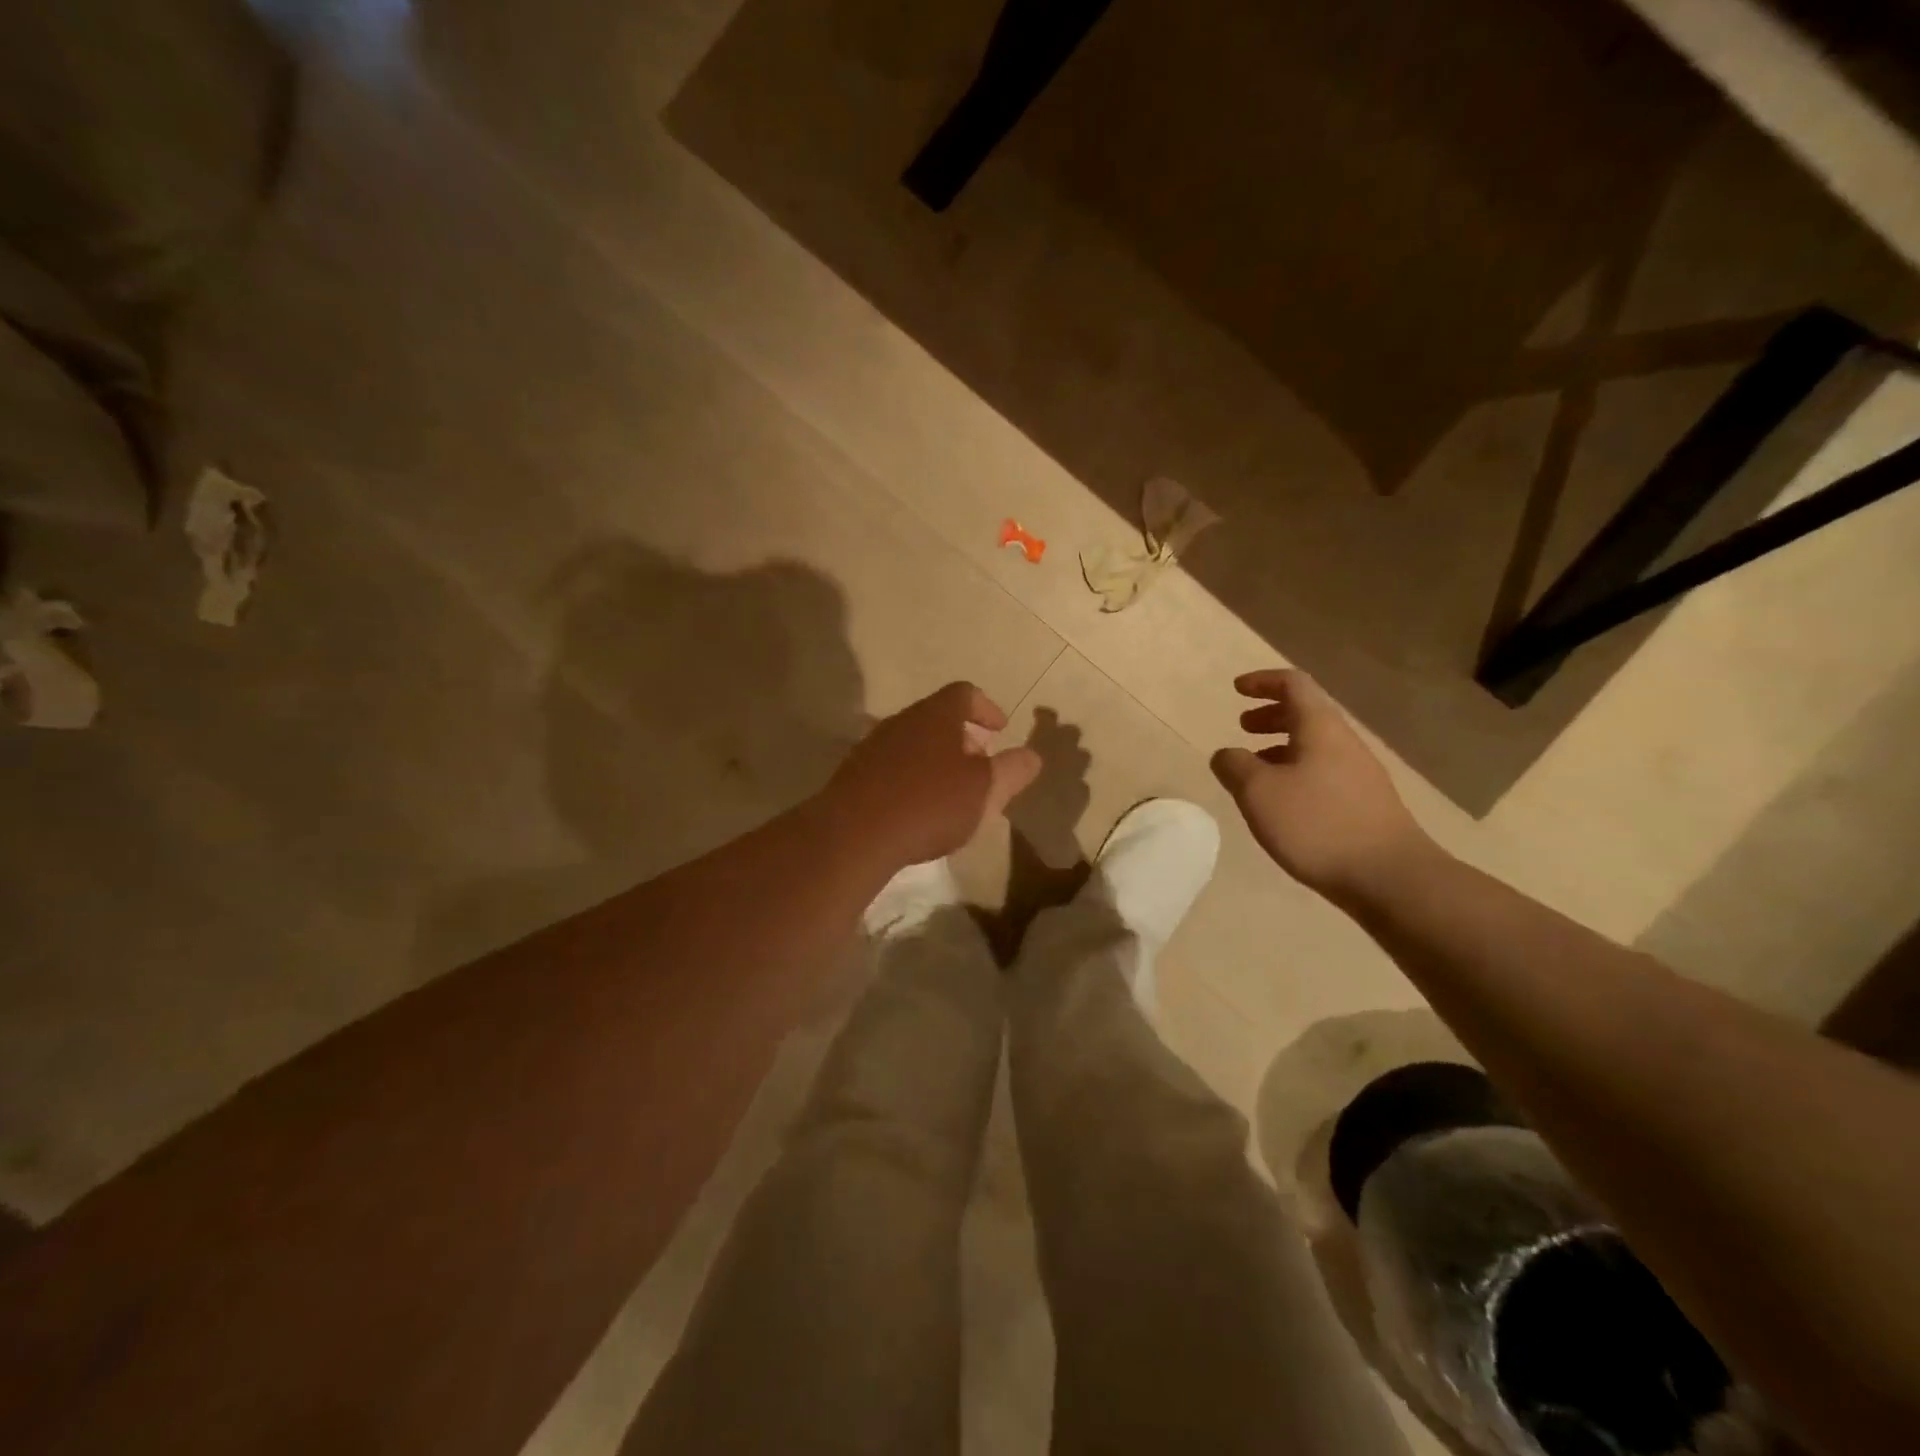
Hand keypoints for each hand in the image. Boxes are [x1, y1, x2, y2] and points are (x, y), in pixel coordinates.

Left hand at [825, 682, 1042, 867]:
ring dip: (935, 759)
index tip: (1000, 729)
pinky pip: (891, 766)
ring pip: (912, 742)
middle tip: (979, 766)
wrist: (854, 834)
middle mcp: (901, 721)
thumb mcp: (984, 791)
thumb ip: (1011, 770)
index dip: (986, 707)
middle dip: (962, 738)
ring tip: (950, 792)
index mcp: (935, 715)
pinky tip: (916, 809)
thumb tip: (1032, 756)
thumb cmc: (929, 804)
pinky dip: (910, 777)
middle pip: (937, 718)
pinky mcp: (853, 774)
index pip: (965, 693)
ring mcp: (872, 746)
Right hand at [1210, 669, 1434, 902]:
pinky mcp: (1365, 803)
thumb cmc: (1317, 824)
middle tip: (1243, 727)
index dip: (1262, 681)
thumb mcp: (1259, 792)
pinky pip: (1323, 771)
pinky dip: (1296, 771)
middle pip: (1306, 713)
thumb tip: (1225, 754)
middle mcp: (1343, 742)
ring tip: (1255, 768)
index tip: (1236, 689)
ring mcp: (1359, 774)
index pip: (1292, 685)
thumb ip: (1234, 766)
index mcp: (1319, 728)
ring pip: (1315, 745)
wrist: (1389, 877)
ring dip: (1281, 746)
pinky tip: (1283, 802)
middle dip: (1271, 715)